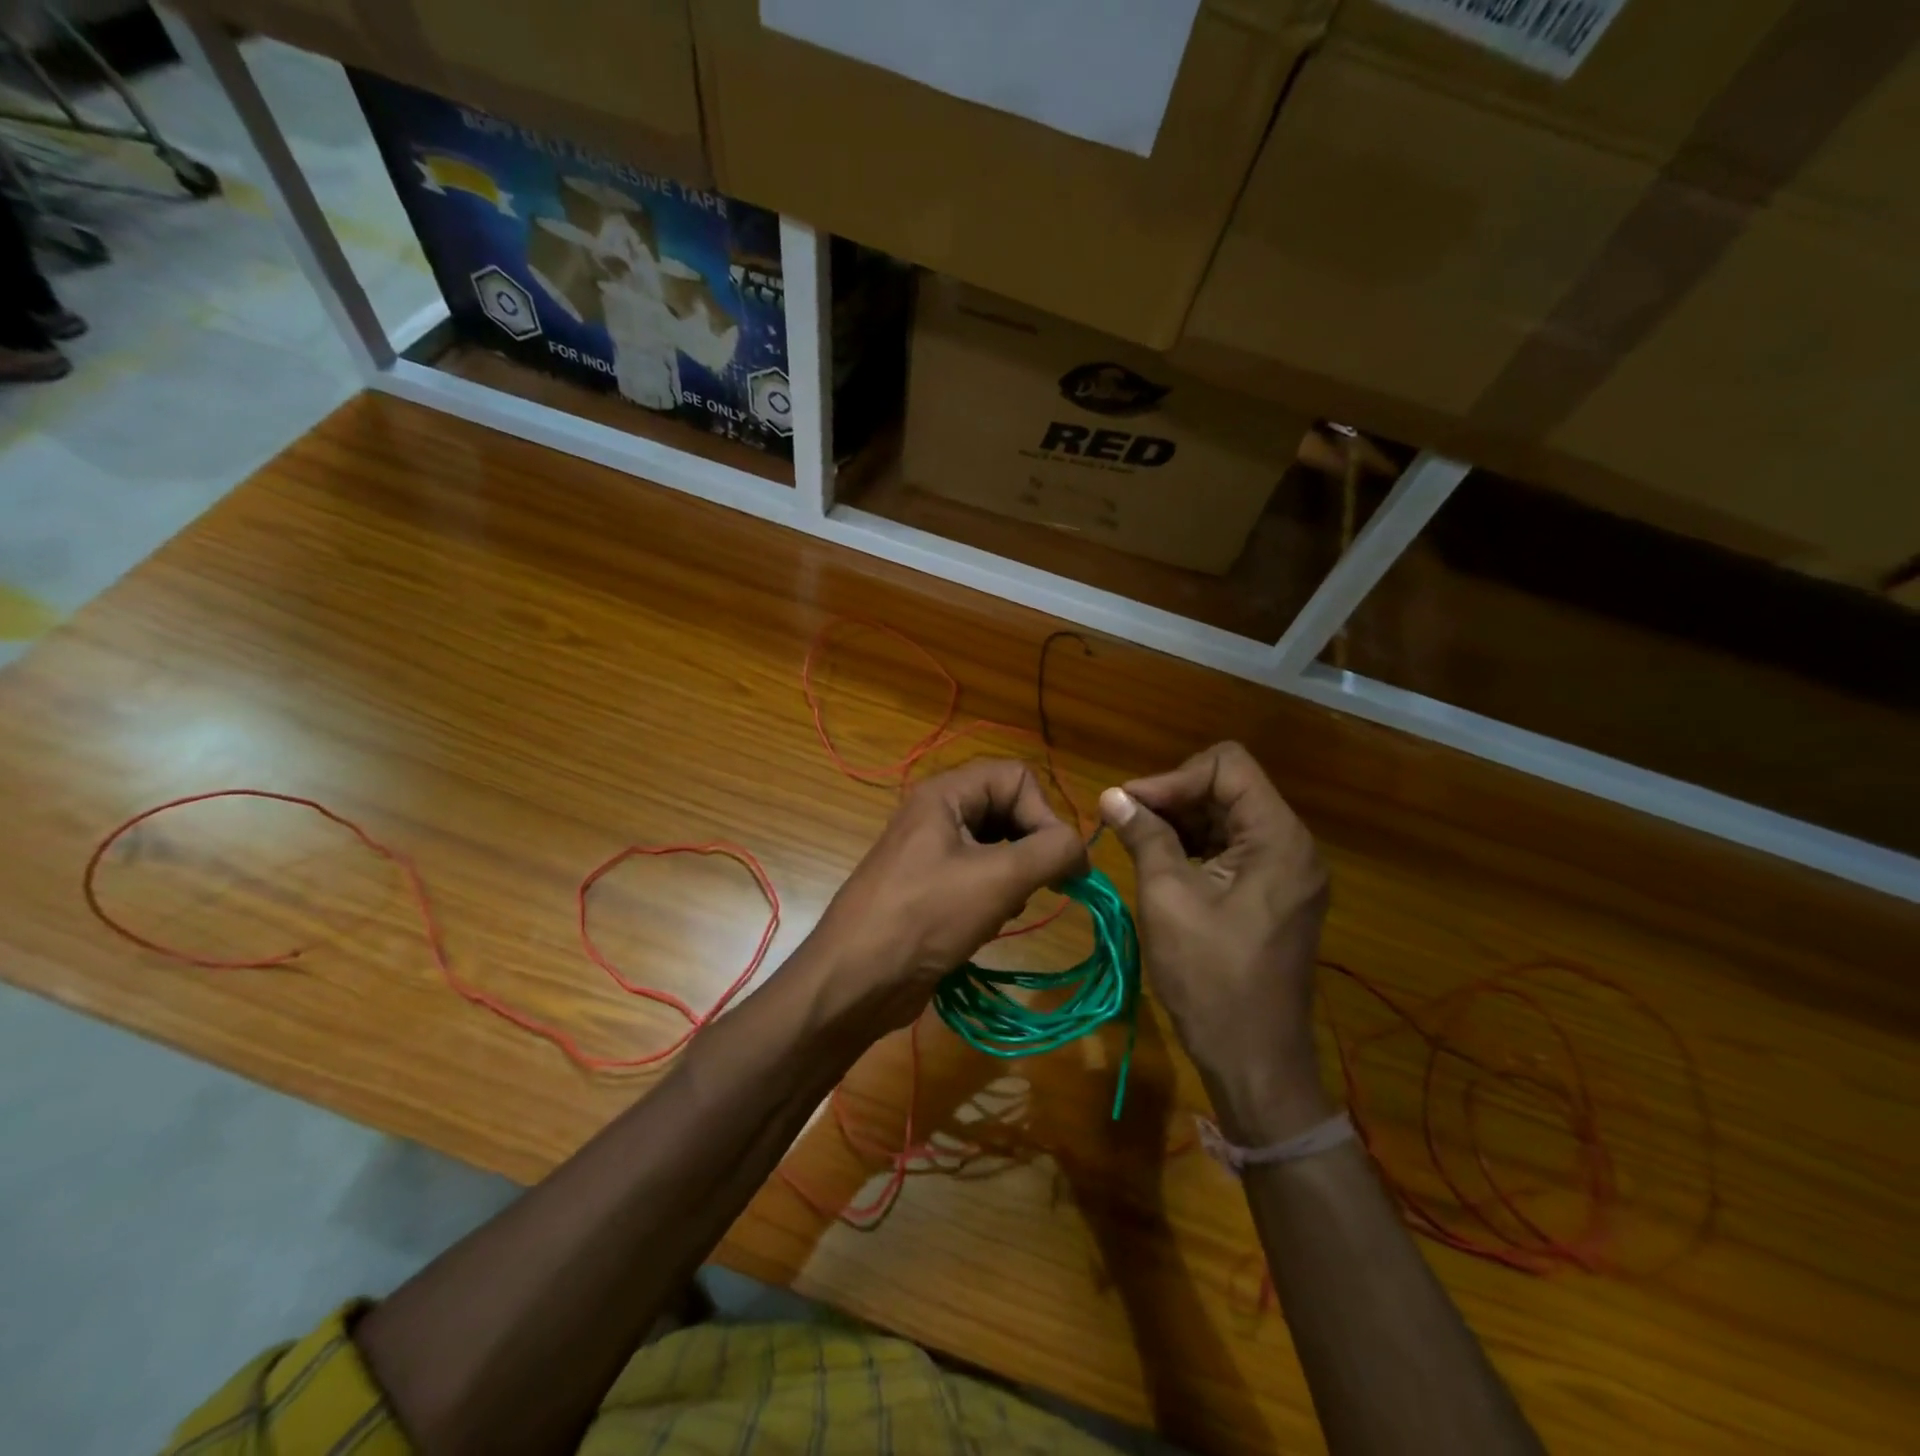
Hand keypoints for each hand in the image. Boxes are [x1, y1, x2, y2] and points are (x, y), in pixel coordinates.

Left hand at [809, 759, 1087, 1031]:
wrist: (855, 980)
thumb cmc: (924, 917)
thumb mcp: (998, 879)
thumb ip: (1051, 852)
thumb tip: (1081, 849)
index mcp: (946, 794)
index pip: (1017, 778)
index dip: (1044, 814)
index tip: (1058, 862)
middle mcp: (938, 814)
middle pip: (1008, 809)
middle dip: (1031, 847)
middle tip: (1040, 886)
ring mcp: (931, 852)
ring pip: (997, 846)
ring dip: (1015, 876)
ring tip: (1005, 907)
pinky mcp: (930, 888)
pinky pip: (979, 876)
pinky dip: (994, 896)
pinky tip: (987, 925)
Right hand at [1100, 742, 1332, 1142]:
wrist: (1254, 1060)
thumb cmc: (1210, 978)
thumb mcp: (1168, 898)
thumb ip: (1145, 836)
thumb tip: (1112, 795)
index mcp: (1277, 839)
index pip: (1227, 765)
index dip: (1174, 777)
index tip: (1129, 804)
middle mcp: (1292, 846)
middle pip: (1229, 789)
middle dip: (1173, 798)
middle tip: (1124, 822)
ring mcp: (1286, 872)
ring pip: (1228, 819)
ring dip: (1180, 823)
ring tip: (1134, 841)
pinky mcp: (1274, 895)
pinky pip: (1233, 851)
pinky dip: (1195, 848)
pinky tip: (1160, 864)